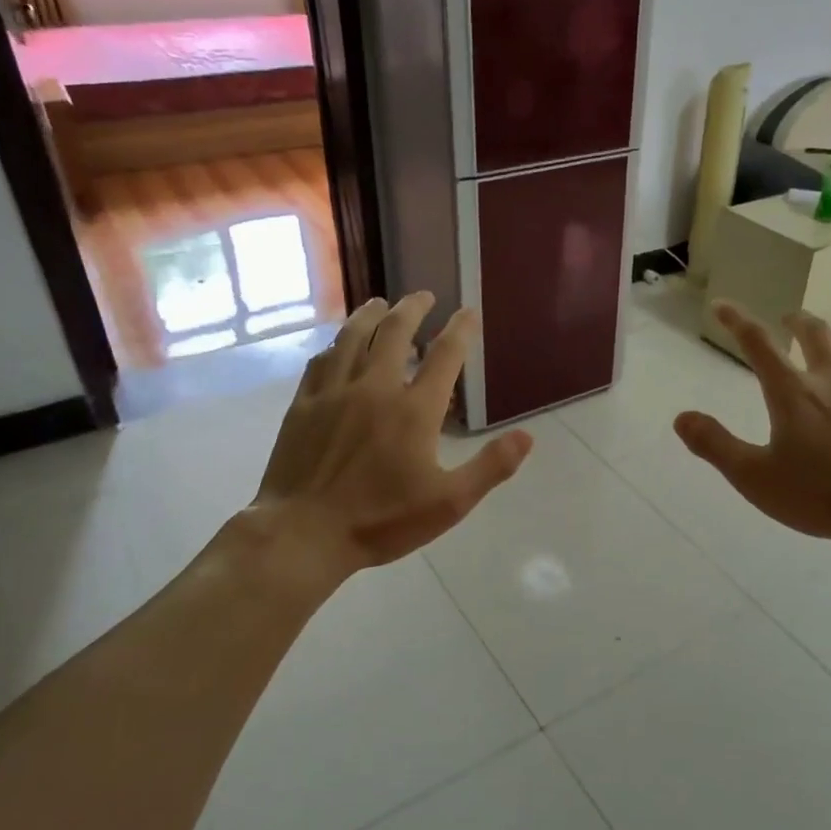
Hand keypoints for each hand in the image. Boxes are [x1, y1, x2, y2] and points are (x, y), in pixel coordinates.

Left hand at [246, 294, 532, 581]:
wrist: (304, 533)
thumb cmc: (381, 521)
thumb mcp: (449, 503)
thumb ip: (490, 467)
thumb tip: (527, 437)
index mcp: (414, 410)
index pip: (445, 355)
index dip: (460, 329)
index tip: (468, 312)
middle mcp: (374, 388)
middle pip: (395, 332)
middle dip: (413, 308)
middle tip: (424, 295)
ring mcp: (334, 393)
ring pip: (353, 338)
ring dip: (371, 315)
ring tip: (381, 303)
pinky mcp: (303, 405)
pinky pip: (321, 362)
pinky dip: (335, 345)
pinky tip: (338, 344)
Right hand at [674, 302, 830, 594]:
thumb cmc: (818, 496)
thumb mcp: (753, 477)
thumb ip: (714, 444)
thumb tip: (681, 418)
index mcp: (792, 392)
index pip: (757, 343)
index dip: (736, 320)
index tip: (721, 306)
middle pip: (815, 332)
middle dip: (796, 320)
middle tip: (787, 319)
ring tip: (830, 339)